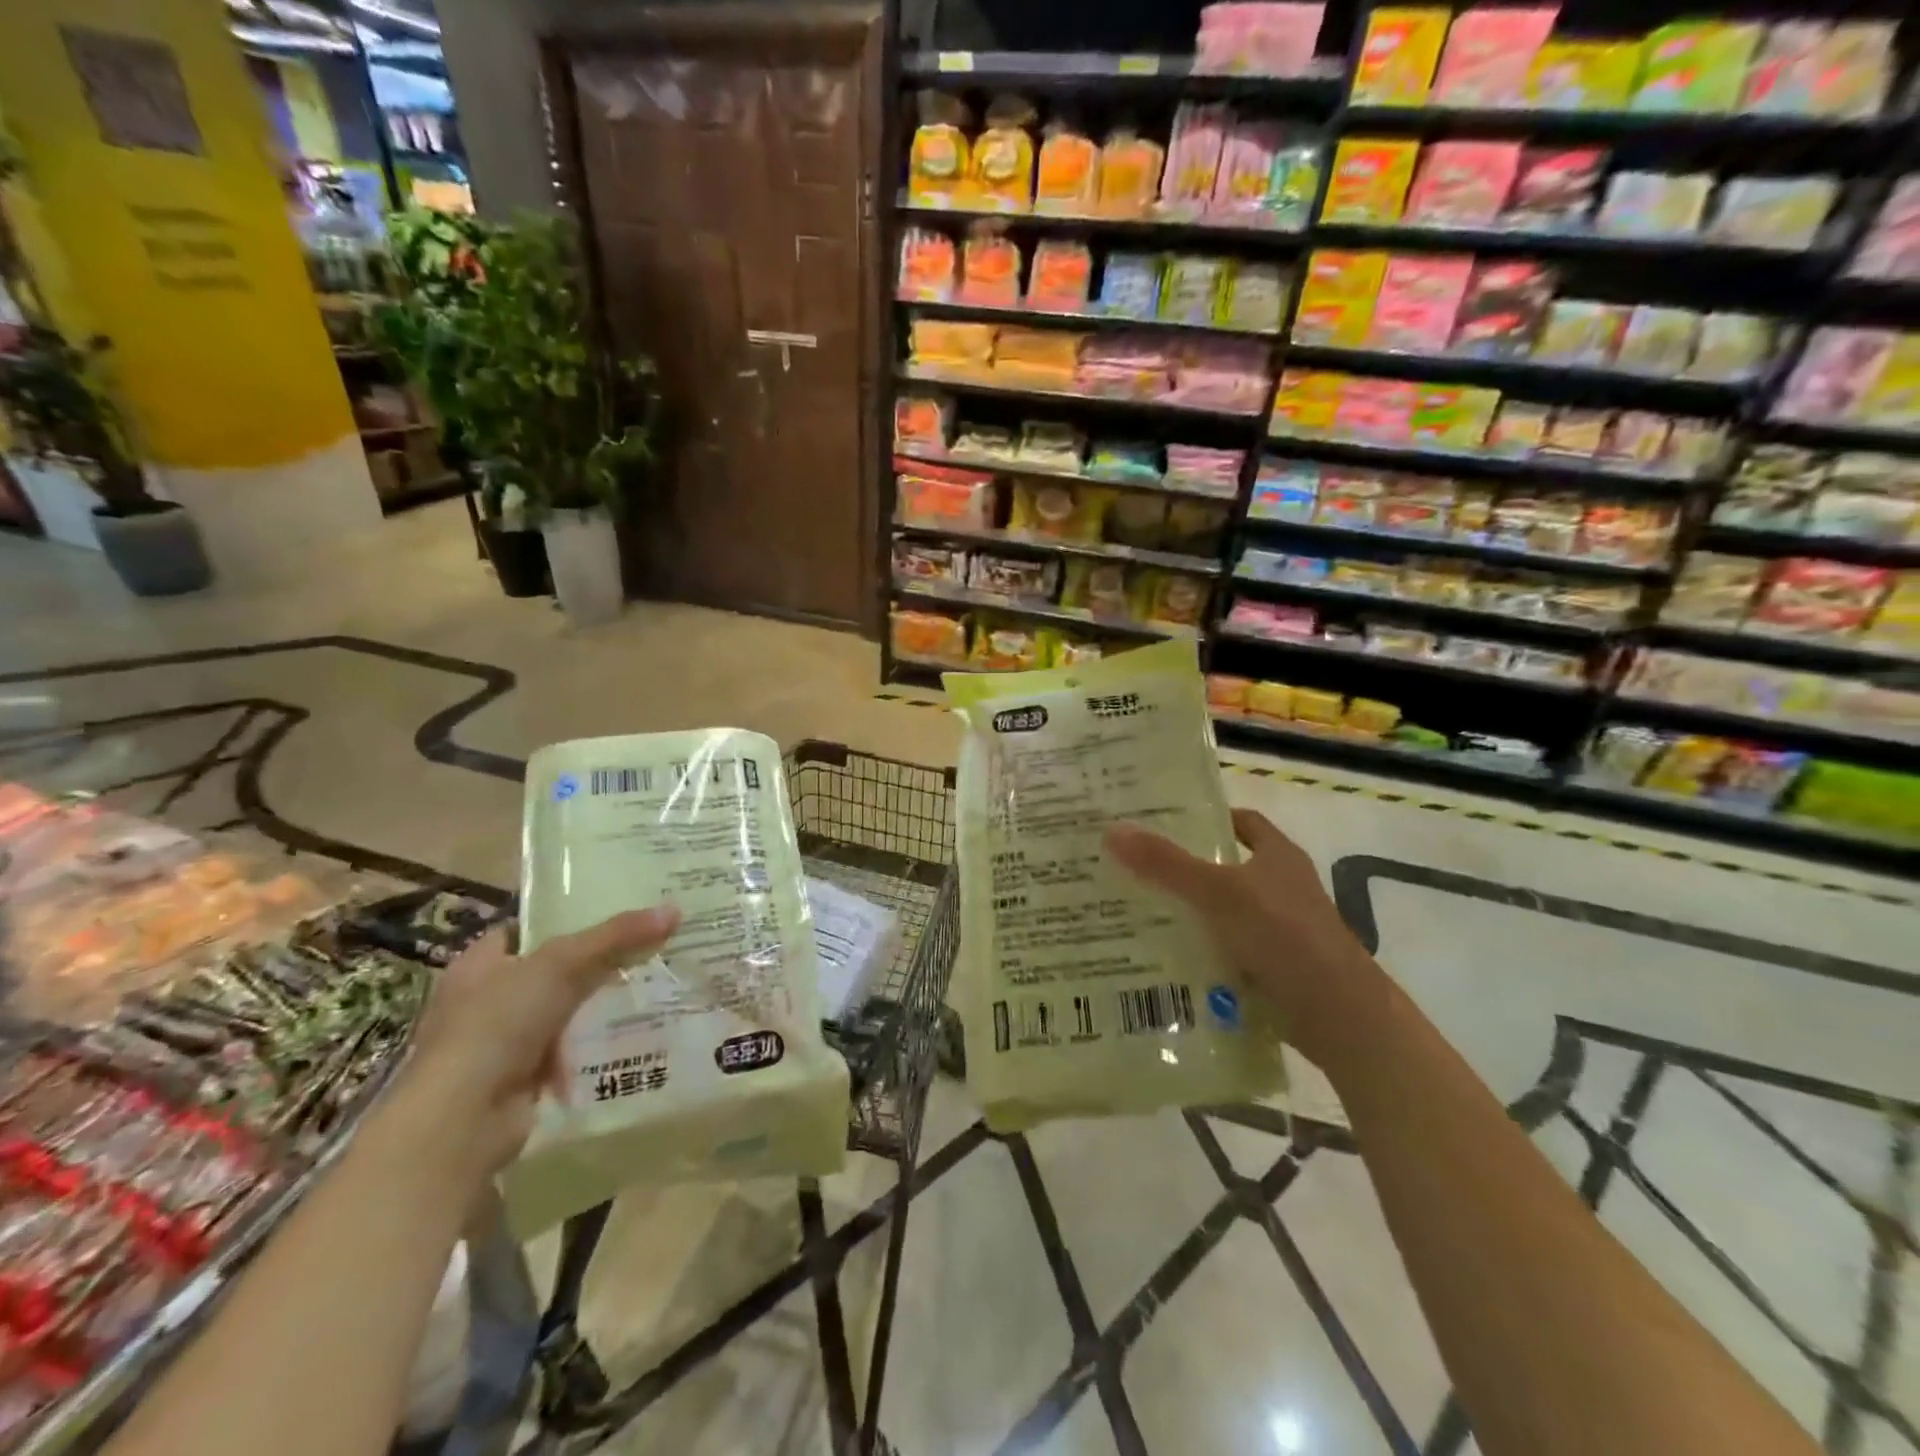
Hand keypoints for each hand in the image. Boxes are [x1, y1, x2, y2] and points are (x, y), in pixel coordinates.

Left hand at [397, 907, 679, 1177]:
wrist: (462, 1121)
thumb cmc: (497, 1025)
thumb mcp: (561, 965)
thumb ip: (616, 937)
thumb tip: (674, 910)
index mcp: (478, 964)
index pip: (527, 930)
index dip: (567, 918)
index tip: (616, 911)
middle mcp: (484, 1001)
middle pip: (550, 971)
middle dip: (594, 964)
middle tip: (647, 947)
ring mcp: (500, 1044)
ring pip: (562, 1012)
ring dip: (596, 1007)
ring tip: (651, 986)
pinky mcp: (520, 1081)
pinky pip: (567, 1052)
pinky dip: (592, 1047)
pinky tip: (631, 1036)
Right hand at [1105, 810, 1389, 1067]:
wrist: (1340, 1015)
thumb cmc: (1285, 935)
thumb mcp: (1219, 892)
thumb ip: (1167, 864)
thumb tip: (1113, 830)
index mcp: (1278, 857)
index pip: (1242, 823)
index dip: (1207, 818)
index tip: (1162, 822)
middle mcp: (1281, 888)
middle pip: (1225, 868)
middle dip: (1182, 869)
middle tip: (1131, 866)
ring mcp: (1279, 931)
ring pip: (1222, 913)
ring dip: (1187, 914)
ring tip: (1133, 912)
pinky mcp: (1273, 968)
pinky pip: (1225, 951)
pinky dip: (1199, 953)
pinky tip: (1162, 959)